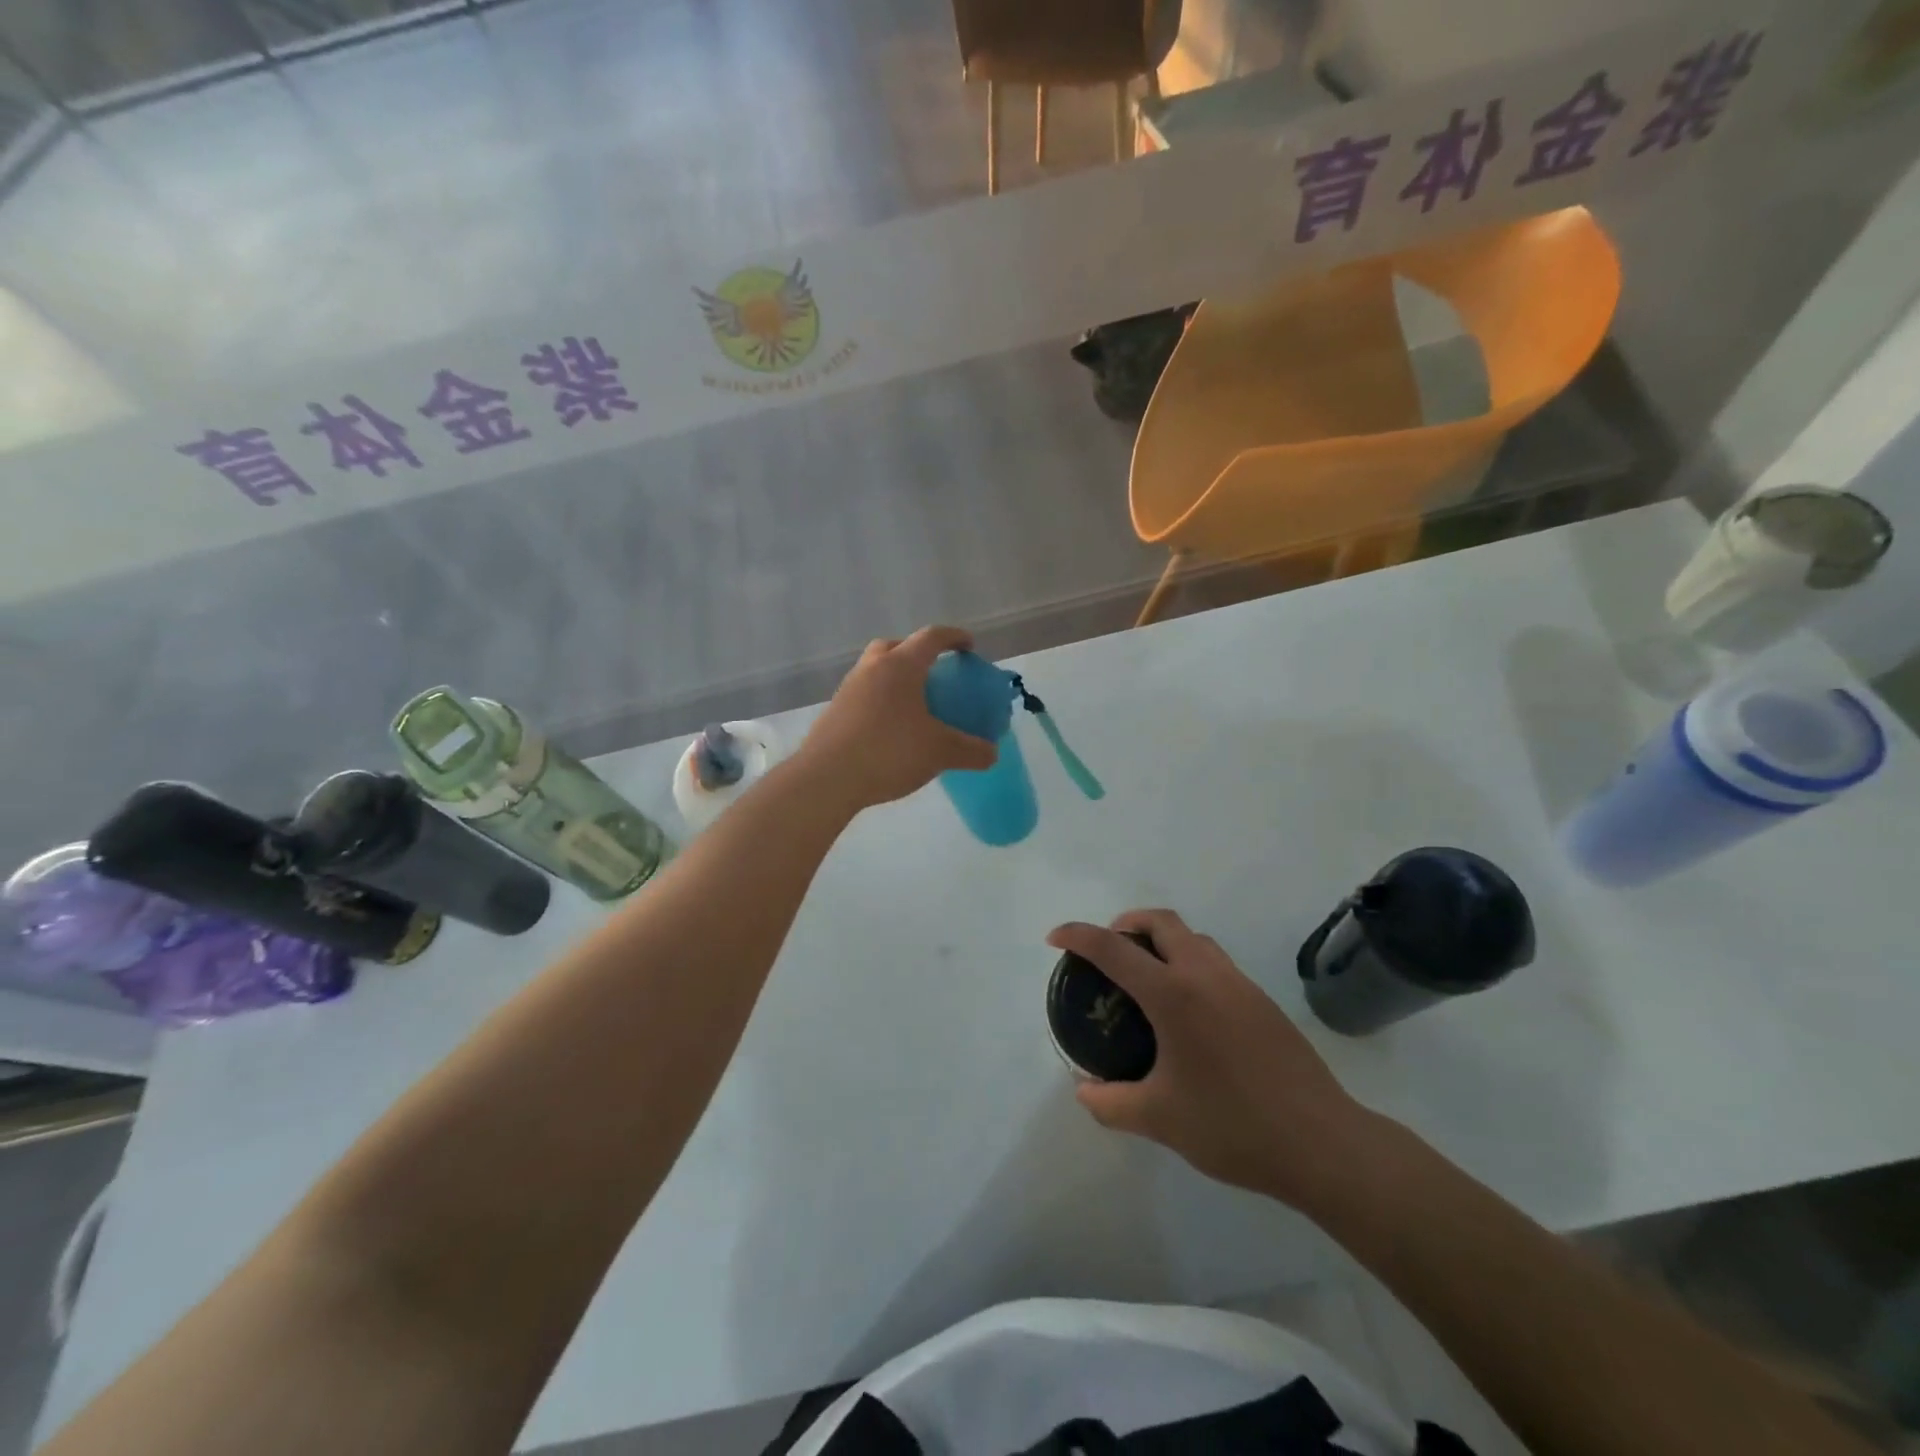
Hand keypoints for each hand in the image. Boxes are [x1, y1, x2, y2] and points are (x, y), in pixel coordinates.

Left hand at [799, 627, 997, 809]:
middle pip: (895, 646)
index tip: (969, 646)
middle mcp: (872, 668)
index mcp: (901, 665)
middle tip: (934, 673)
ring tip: (913, 705)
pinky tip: (890, 729)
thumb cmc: (889, 752)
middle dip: (916, 653)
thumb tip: (992, 753)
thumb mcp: (940, 752)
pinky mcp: (834, 712)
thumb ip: (971, 750)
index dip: (954, 637)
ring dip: (895, 678)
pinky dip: (880, 702)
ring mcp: (848, 689)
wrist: (827, 778)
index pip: (931, 637)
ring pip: (875, 670)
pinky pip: (863, 695)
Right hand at [1047, 909, 1377, 1210]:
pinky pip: (1214, 961)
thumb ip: (1111, 1103)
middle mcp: (1205, 974)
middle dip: (1125, 923)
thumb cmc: (1233, 1126)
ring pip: (1192, 937)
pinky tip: (1186, 1010)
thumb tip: (1084, 1092)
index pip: (1113, 948)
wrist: (1322, 1143)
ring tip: (1144, 977)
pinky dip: (1188, 962)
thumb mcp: (1159, 1119)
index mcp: (1174, 994)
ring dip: (1161, 940)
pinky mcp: (1262, 1000)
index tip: (1054, 939)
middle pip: (1160, 921)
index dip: (1077, 936)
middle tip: (1107, 951)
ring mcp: (1239, 983)